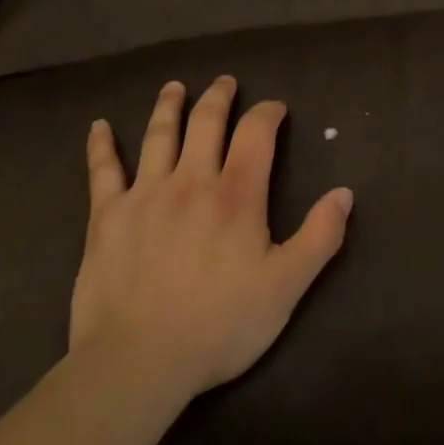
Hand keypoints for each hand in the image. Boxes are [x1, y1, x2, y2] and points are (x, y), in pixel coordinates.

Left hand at [71, 77, 352, 400]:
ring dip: (169, 106)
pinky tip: (99, 126)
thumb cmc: (220, 324)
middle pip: (206, 122)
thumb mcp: (286, 286)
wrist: (138, 362)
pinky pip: (102, 171)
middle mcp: (191, 181)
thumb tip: (344, 193)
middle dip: (219, 97)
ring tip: (175, 87)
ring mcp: (145, 195)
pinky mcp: (106, 217)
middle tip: (225, 82)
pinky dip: (101, 146)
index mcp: (236, 195)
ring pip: (159, 135)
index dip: (267, 113)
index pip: (256, 134)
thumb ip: (320, 236)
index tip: (275, 108)